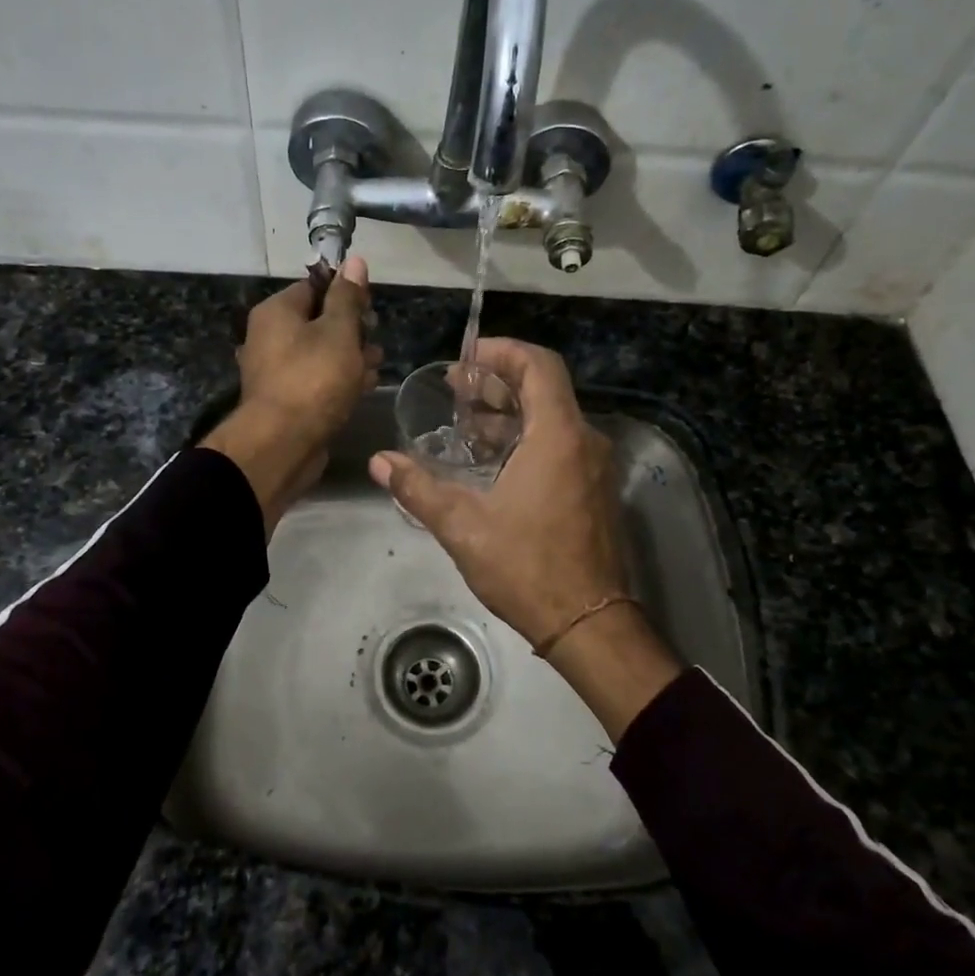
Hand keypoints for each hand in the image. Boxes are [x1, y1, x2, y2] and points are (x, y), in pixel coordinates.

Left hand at [202, 258, 381, 532]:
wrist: (283, 444)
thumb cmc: (313, 379)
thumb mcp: (338, 332)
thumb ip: (348, 298)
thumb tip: (355, 260)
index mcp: (276, 312)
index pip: (314, 287)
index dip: (346, 293)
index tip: (371, 308)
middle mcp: (270, 337)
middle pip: (318, 321)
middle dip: (352, 329)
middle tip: (376, 338)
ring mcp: (277, 371)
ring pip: (320, 353)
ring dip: (350, 356)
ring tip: (376, 365)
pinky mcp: (287, 400)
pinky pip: (317, 380)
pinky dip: (339, 380)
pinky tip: (363, 387)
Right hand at [368, 338, 682, 738]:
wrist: (589, 623)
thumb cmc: (528, 568)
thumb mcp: (464, 527)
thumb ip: (419, 489)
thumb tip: (380, 461)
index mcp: (558, 437)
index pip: (538, 366)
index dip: (502, 352)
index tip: (466, 359)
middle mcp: (584, 441)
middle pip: (544, 389)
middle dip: (498, 383)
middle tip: (456, 390)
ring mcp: (594, 467)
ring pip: (552, 418)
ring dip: (510, 413)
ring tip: (465, 424)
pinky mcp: (594, 490)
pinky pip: (561, 444)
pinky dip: (527, 438)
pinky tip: (492, 461)